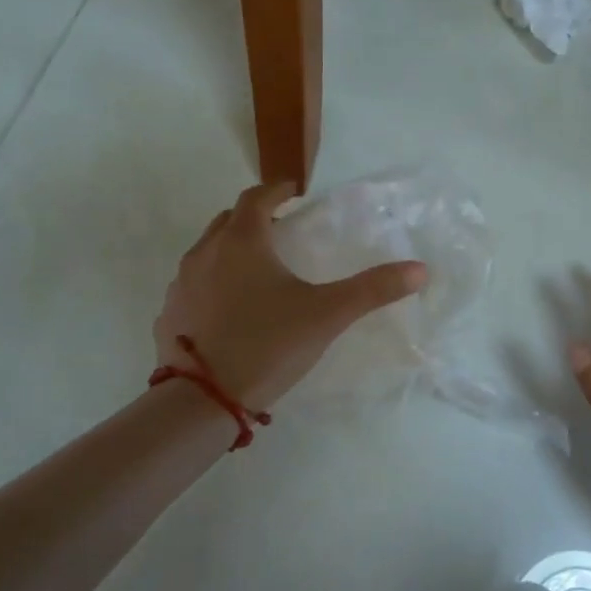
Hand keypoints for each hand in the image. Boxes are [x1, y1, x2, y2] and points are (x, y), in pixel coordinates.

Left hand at [156, 182, 427, 412]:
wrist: (204, 400)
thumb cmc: (269, 344)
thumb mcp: (328, 315)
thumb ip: (373, 289)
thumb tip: (420, 270)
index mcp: (242, 241)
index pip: (257, 197)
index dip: (278, 190)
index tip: (294, 193)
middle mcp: (205, 252)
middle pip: (229, 220)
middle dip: (254, 218)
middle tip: (280, 231)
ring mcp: (181, 284)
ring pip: (207, 251)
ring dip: (231, 250)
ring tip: (257, 271)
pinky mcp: (170, 314)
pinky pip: (193, 285)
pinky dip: (212, 284)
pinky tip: (230, 310)